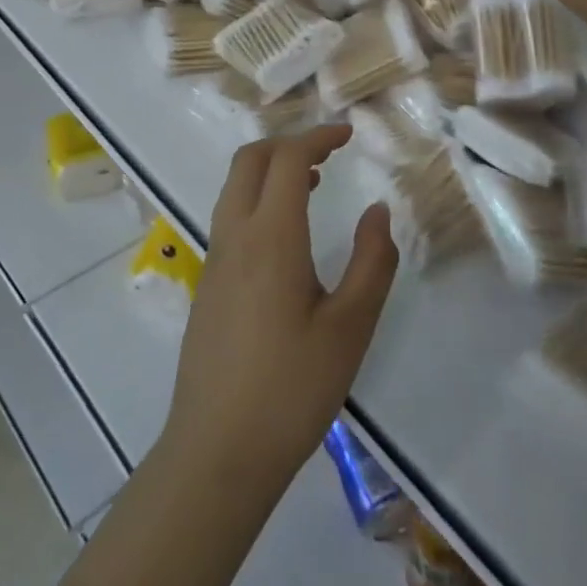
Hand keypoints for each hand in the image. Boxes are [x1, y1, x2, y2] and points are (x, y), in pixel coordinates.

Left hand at [160, 126, 397, 496]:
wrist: (217, 451)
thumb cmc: (292, 388)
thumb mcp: (350, 327)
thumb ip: (372, 261)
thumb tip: (378, 210)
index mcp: (270, 236)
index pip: (288, 159)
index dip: (318, 136)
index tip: (348, 134)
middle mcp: (234, 235)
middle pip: (250, 160)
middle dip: (288, 143)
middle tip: (328, 152)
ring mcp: (214, 259)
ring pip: (235, 187)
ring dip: (270, 171)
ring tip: (312, 185)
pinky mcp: (208, 284)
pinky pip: (230, 217)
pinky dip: (258, 199)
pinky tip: (287, 237)